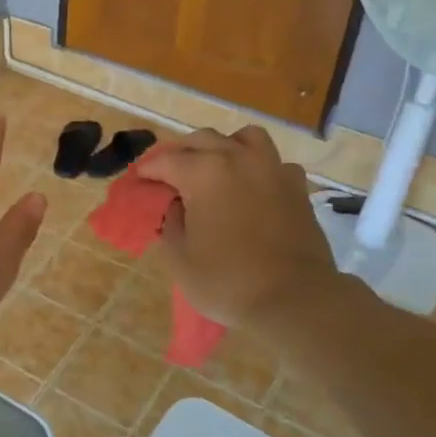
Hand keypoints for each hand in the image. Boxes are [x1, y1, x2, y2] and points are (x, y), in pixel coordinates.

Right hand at [144, 127, 338, 330]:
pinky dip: (258, 167)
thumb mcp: (180, 258)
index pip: (166, 161)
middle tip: (169, 174)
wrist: (294, 299)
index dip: (148, 169)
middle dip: (181, 153)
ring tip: (216, 167)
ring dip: (224, 146)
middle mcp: (239, 159)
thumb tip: (175, 205)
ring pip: (245, 138)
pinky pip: (273, 162)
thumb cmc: (227, 280)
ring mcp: (272, 169)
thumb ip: (170, 223)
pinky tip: (252, 187)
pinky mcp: (297, 187)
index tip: (138, 179)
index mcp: (204, 173)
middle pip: (203, 140)